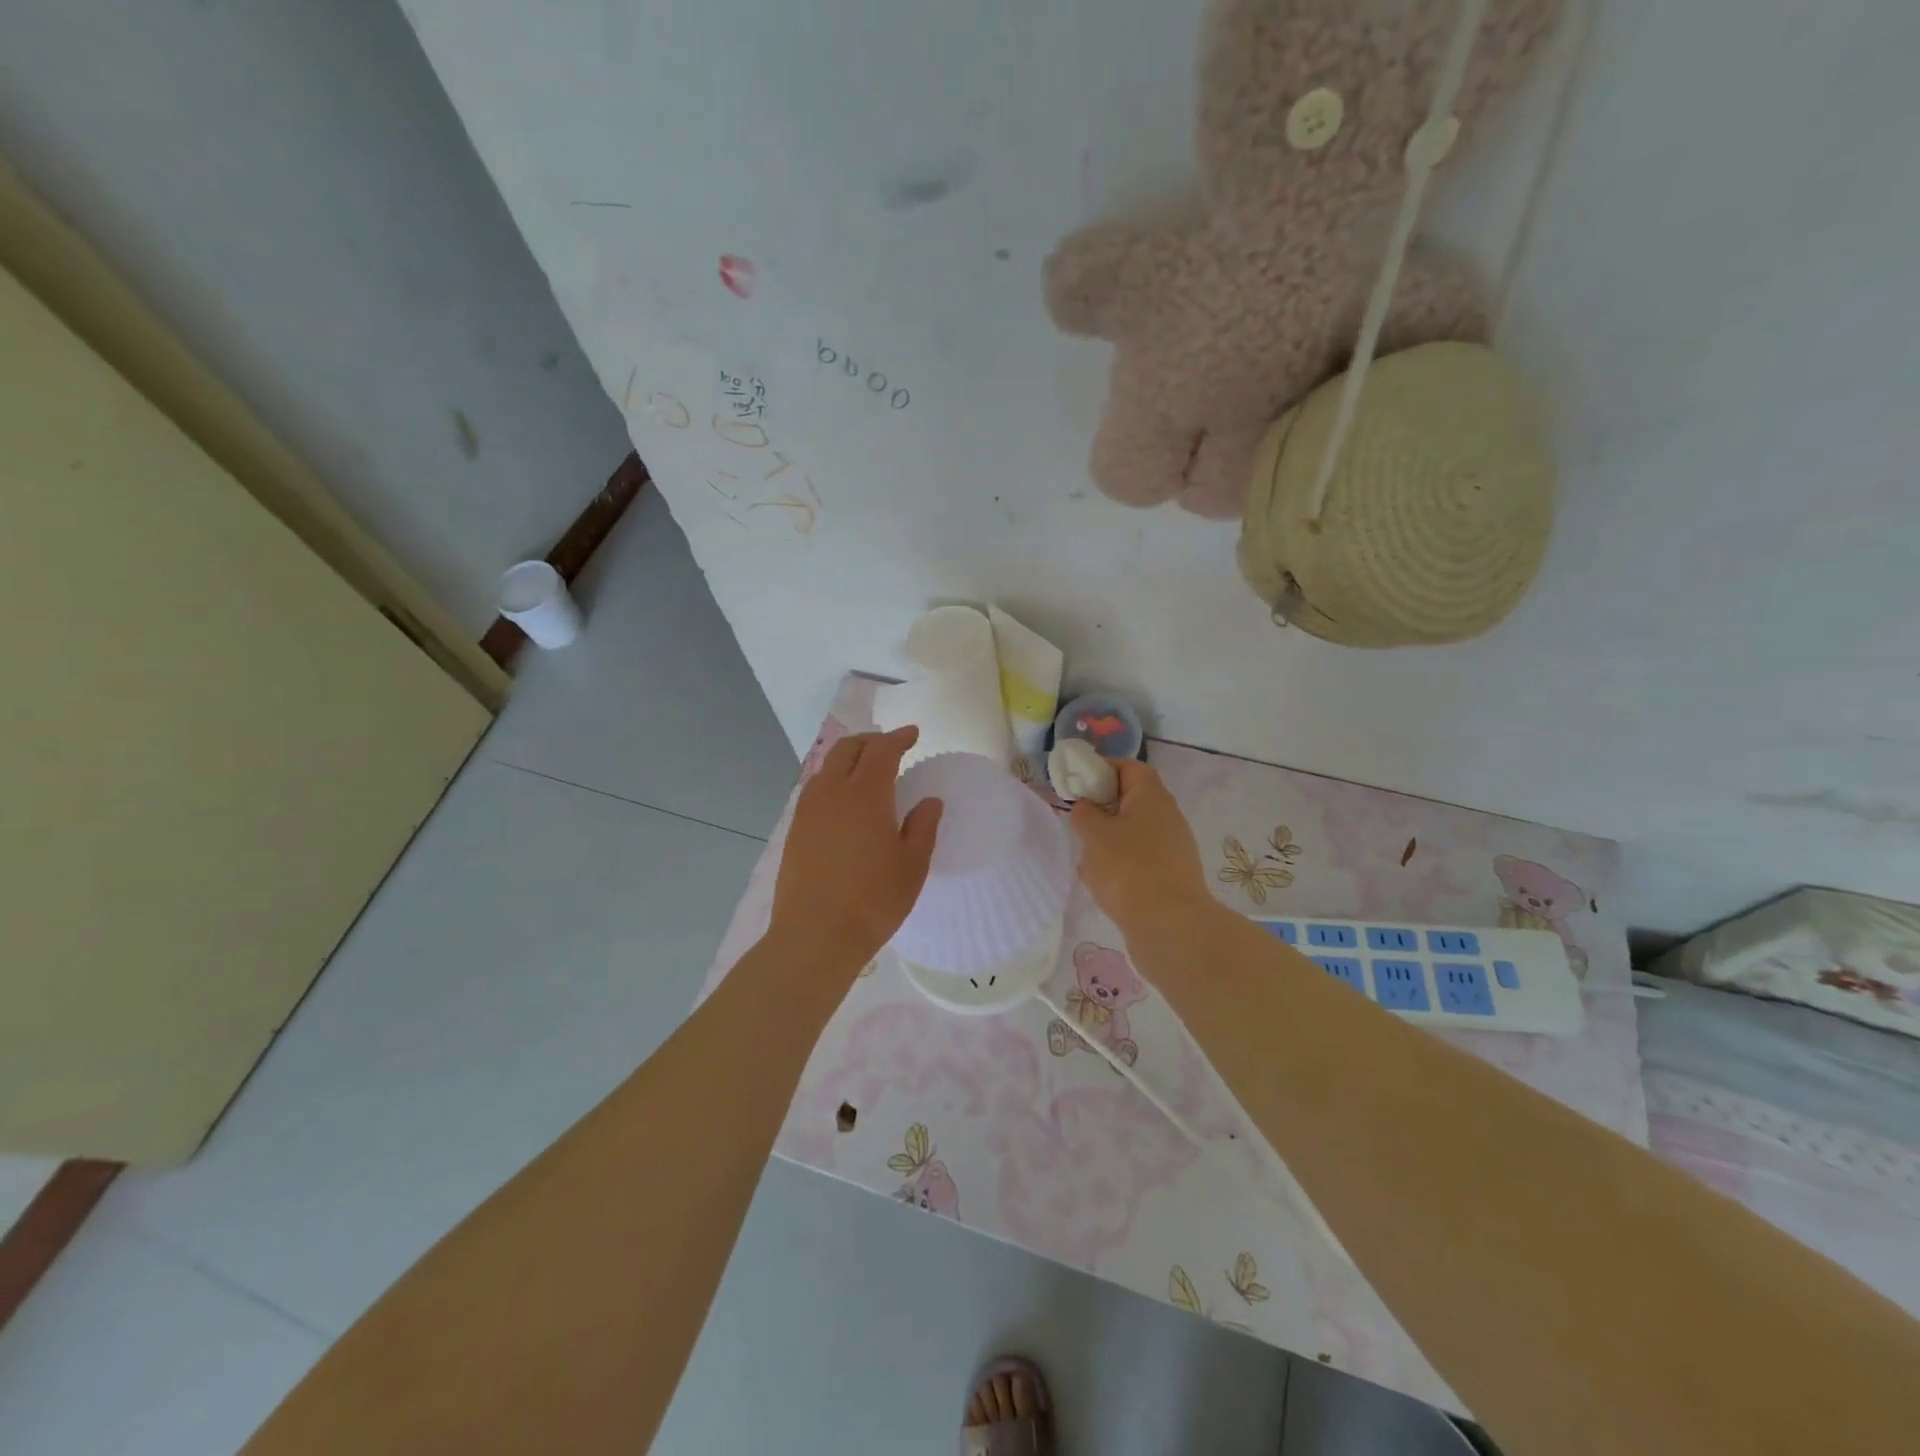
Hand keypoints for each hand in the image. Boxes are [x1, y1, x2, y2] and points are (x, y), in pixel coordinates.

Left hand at [769, 726, 942, 976]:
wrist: (815, 936)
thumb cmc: (873, 901)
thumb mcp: (912, 866)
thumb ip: (923, 827)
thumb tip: (929, 801)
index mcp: (866, 795)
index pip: (882, 750)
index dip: (898, 738)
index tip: (913, 734)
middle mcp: (832, 793)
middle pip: (848, 749)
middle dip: (870, 741)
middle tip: (890, 747)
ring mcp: (808, 811)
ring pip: (827, 767)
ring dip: (848, 759)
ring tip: (866, 772)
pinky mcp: (795, 830)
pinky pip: (815, 790)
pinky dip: (832, 781)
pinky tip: (843, 802)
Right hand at [1070, 759, 1212, 933]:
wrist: (1171, 926)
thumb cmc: (1128, 869)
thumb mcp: (1094, 835)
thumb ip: (1084, 814)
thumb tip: (1087, 808)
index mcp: (1152, 796)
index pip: (1129, 768)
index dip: (1103, 769)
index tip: (1078, 783)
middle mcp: (1168, 816)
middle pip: (1132, 800)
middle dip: (1102, 809)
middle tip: (1078, 822)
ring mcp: (1173, 847)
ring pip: (1134, 833)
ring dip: (1109, 841)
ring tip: (1086, 858)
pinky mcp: (1171, 876)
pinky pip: (1140, 860)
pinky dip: (1120, 865)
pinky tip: (1103, 885)